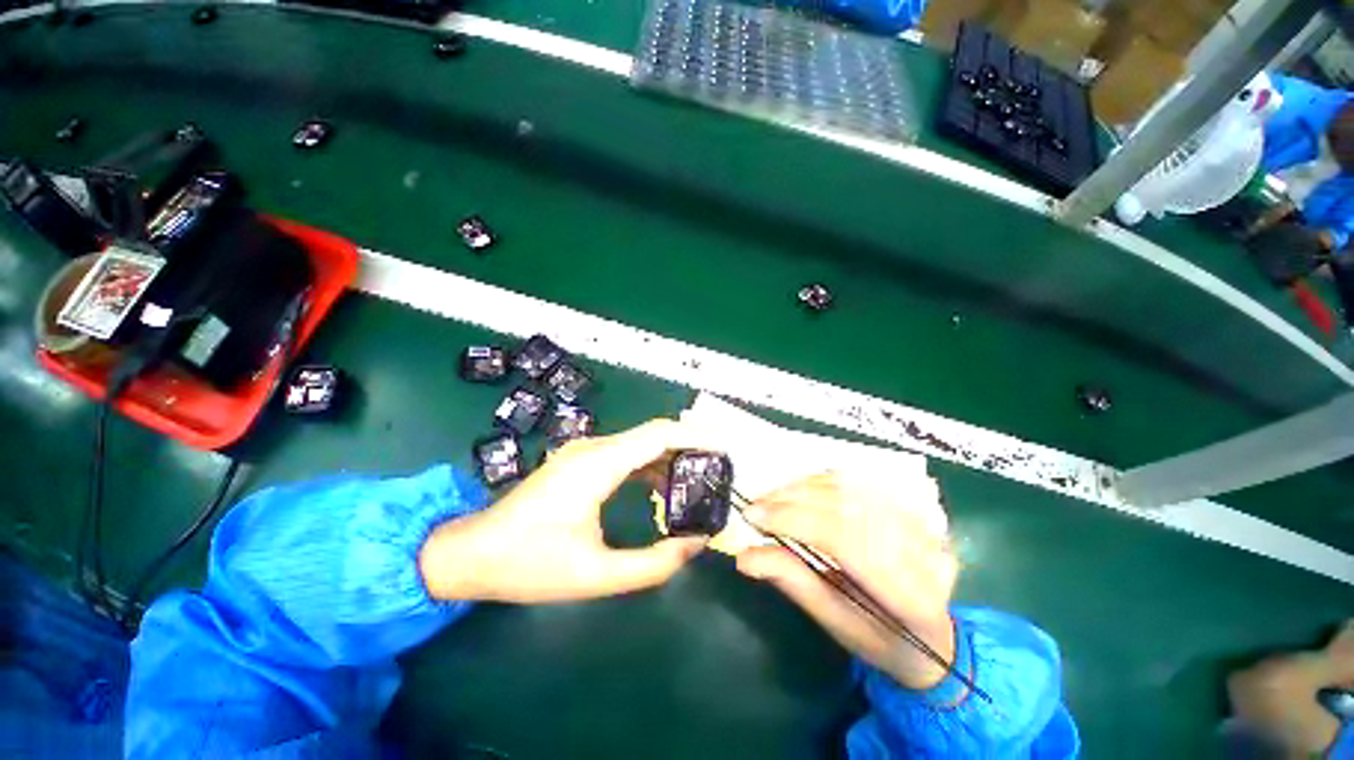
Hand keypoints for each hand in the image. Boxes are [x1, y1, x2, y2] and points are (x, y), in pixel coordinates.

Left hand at [419, 419, 711, 603]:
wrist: (472, 554)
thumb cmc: (529, 564)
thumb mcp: (595, 574)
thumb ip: (652, 564)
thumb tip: (694, 544)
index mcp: (599, 465)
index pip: (658, 435)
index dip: (695, 436)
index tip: (724, 449)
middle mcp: (594, 448)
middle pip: (653, 433)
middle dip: (690, 445)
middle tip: (718, 468)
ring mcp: (585, 451)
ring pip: (641, 442)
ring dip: (671, 456)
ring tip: (698, 479)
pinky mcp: (580, 461)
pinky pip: (626, 453)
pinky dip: (651, 464)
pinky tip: (663, 487)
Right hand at [735, 471, 958, 689]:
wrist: (933, 635)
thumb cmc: (880, 638)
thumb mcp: (835, 622)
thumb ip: (793, 582)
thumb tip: (744, 556)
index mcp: (911, 598)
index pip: (846, 541)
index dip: (795, 521)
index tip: (753, 516)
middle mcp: (926, 553)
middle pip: (847, 506)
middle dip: (792, 500)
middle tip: (756, 505)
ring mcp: (924, 524)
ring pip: (852, 487)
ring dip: (803, 487)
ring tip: (772, 498)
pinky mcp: (914, 506)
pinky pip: (859, 481)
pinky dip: (821, 481)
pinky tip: (799, 491)